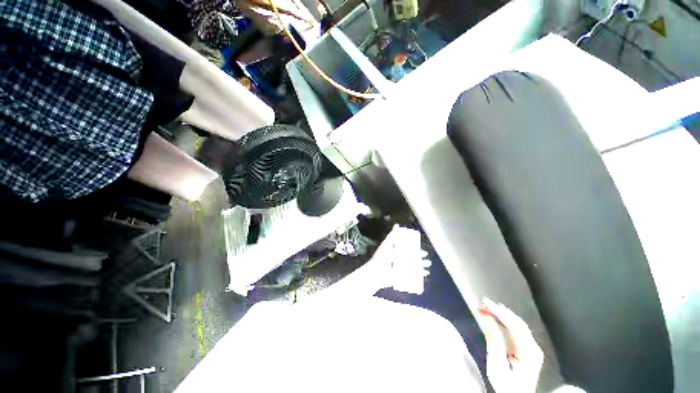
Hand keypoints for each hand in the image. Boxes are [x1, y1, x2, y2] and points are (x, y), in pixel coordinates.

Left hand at [368, 225, 429, 293]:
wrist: (376, 272)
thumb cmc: (381, 257)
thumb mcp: (387, 244)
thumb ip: (392, 235)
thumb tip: (397, 225)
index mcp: (396, 252)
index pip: (408, 250)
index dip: (416, 250)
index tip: (423, 251)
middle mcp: (399, 260)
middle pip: (412, 259)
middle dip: (420, 259)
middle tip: (427, 260)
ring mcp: (400, 269)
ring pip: (413, 267)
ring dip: (421, 266)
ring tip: (427, 265)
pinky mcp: (400, 277)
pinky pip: (411, 276)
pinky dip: (419, 275)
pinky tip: (424, 274)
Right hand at [478, 298, 543, 392]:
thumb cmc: (505, 385)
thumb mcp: (496, 365)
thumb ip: (493, 339)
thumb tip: (486, 317)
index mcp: (529, 352)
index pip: (515, 325)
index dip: (499, 312)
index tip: (484, 303)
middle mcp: (533, 347)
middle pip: (518, 323)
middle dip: (500, 311)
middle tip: (483, 302)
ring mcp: (532, 348)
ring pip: (518, 324)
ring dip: (502, 314)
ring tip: (487, 307)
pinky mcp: (527, 349)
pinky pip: (516, 329)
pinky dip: (505, 321)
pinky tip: (496, 317)